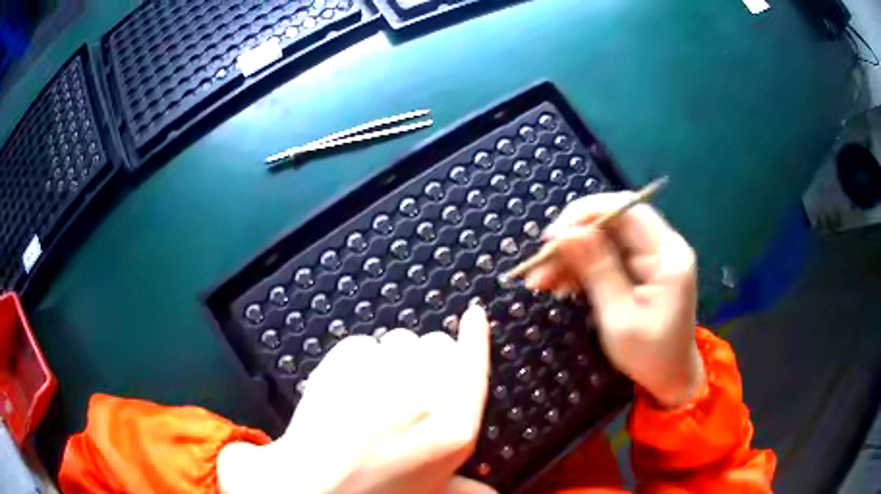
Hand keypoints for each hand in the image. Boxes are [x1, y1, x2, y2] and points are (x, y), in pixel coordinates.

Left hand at [218, 305, 496, 493]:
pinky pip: (362, 344)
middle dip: (423, 360)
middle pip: (436, 345)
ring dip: (388, 360)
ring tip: (369, 395)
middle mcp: (427, 397)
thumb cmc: (372, 490)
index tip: (474, 316)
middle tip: (402, 391)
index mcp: (454, 429)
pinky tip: (346, 389)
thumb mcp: (432, 491)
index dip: (476, 337)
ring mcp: (385, 375)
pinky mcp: (349, 361)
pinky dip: (355, 360)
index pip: (474, 366)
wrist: (313, 483)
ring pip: (398, 340)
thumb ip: (468, 487)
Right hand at [525, 192, 703, 408]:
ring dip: (570, 257)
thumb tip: (567, 233)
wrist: (670, 378)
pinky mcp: (638, 270)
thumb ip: (597, 271)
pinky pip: (604, 258)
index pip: (628, 211)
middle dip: (573, 239)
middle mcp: (661, 248)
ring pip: (603, 241)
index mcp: (668, 255)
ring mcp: (650, 258)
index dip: (588, 213)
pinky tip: (557, 285)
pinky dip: (579, 269)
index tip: (554, 234)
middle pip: (612, 224)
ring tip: (540, 281)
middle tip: (540, 264)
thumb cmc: (650, 355)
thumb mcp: (620, 317)